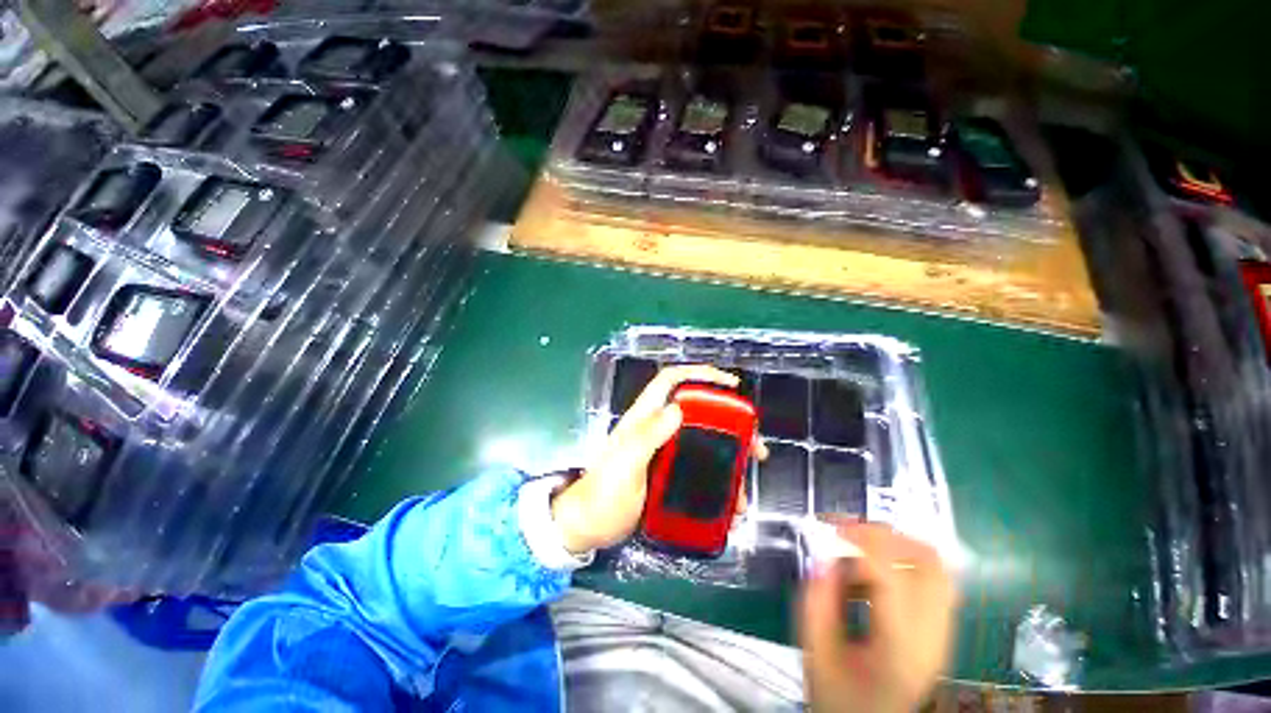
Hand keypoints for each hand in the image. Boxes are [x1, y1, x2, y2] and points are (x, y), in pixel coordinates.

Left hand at [551, 365, 762, 553]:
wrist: (589, 526)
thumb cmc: (603, 494)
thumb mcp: (625, 463)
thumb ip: (646, 436)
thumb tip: (678, 409)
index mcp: (644, 417)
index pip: (672, 380)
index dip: (700, 374)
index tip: (731, 386)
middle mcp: (657, 428)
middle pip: (698, 411)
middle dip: (730, 422)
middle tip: (754, 444)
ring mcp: (664, 451)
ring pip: (704, 440)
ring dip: (730, 453)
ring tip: (747, 475)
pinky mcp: (668, 472)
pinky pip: (700, 465)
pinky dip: (719, 476)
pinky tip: (731, 498)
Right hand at [800, 523, 957, 712]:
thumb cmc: (841, 697)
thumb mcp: (816, 653)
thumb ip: (816, 602)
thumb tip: (822, 558)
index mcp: (899, 647)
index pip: (894, 576)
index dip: (863, 541)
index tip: (832, 529)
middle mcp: (932, 637)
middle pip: (930, 563)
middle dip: (887, 537)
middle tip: (850, 535)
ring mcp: (942, 634)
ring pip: (936, 568)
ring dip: (897, 548)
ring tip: (858, 554)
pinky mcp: (939, 632)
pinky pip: (931, 582)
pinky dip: (902, 565)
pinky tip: (871, 579)